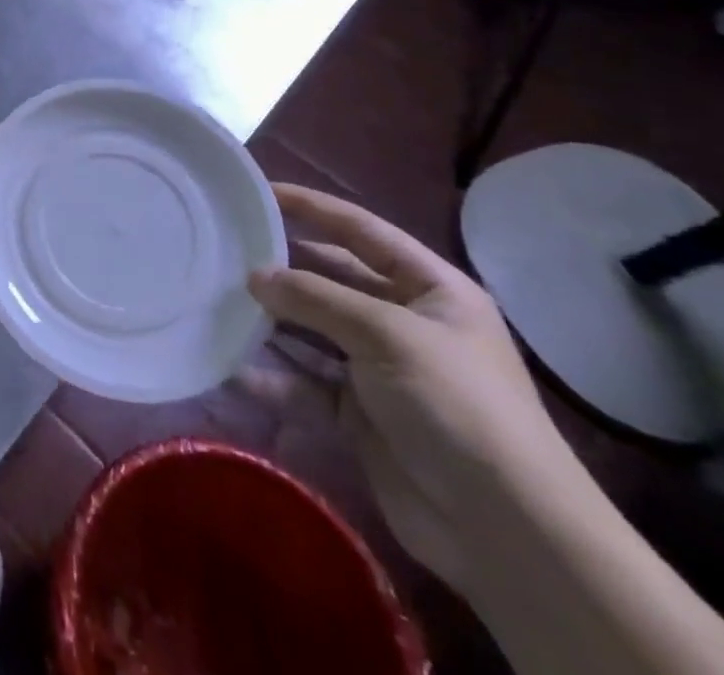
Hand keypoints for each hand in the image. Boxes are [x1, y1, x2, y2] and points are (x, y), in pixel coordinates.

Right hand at [247, 183, 584, 593]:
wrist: (505, 531)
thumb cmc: (456, 405)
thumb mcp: (387, 334)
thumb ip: (315, 297)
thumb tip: (254, 276)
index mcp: (432, 291)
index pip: (362, 231)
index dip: (312, 207)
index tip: (258, 192)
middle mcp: (405, 322)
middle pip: (331, 278)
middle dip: (283, 267)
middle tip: (225, 249)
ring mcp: (380, 370)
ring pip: (312, 330)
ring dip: (271, 320)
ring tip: (218, 301)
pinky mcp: (360, 413)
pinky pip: (306, 383)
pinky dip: (273, 377)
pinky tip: (233, 367)